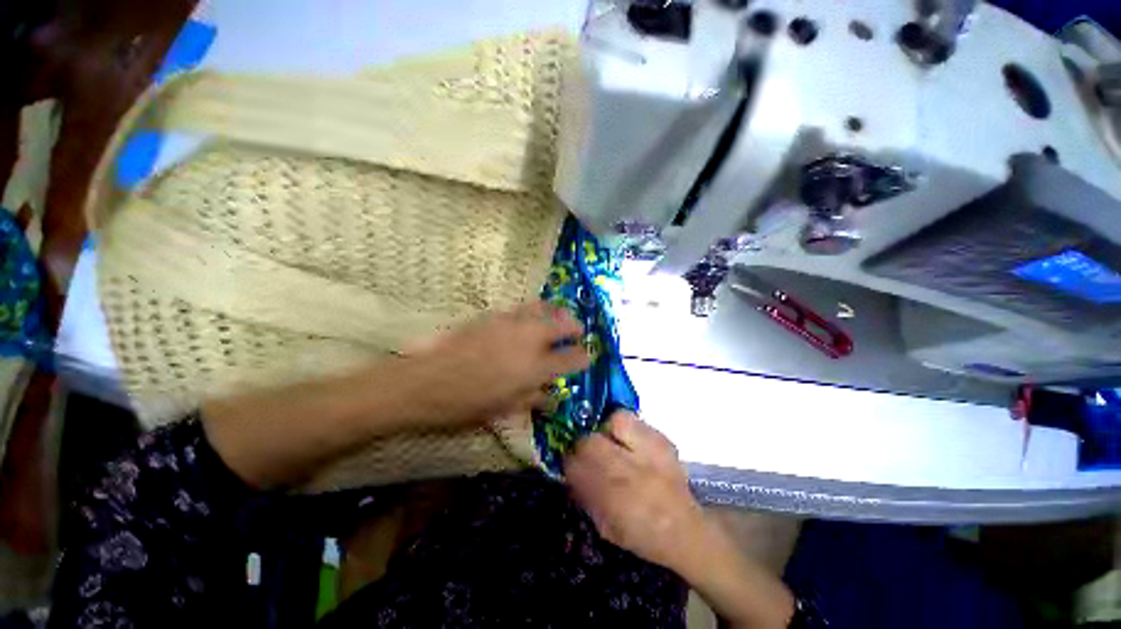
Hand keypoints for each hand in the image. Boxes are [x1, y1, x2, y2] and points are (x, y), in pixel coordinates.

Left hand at [410, 301, 591, 425]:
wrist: (424, 381)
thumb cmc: (465, 404)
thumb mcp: (504, 409)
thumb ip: (534, 400)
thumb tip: (554, 398)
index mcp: (534, 368)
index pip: (571, 359)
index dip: (583, 357)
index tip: (587, 357)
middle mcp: (529, 340)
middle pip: (564, 324)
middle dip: (576, 328)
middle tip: (578, 332)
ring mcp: (511, 323)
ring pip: (544, 308)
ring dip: (558, 312)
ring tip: (560, 317)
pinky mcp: (494, 314)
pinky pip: (522, 307)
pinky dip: (535, 309)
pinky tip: (532, 316)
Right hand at [567, 412, 796, 627]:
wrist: (687, 530)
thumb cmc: (643, 534)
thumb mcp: (607, 526)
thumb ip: (585, 496)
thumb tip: (570, 472)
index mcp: (614, 499)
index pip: (576, 467)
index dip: (568, 461)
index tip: (569, 462)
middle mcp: (631, 471)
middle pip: (591, 442)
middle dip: (583, 444)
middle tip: (586, 450)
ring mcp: (650, 451)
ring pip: (614, 422)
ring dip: (604, 429)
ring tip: (608, 440)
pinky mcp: (662, 439)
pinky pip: (633, 419)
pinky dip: (623, 425)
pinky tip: (627, 439)